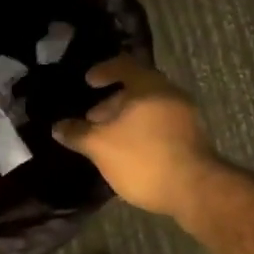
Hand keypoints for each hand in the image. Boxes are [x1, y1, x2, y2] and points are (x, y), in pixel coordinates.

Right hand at [53, 57, 221, 217]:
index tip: (89, 81)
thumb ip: (78, 133)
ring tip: (108, 139)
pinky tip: (130, 151)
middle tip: (92, 118)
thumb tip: (58, 126)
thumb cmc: (143, 158)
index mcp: (148, 85)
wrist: (195, 189)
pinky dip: (142, 129)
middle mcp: (169, 93)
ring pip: (149, 107)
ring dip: (127, 118)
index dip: (103, 70)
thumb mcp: (101, 146)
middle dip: (112, 101)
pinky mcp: (192, 137)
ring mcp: (184, 114)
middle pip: (137, 87)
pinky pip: (160, 123)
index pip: (124, 65)